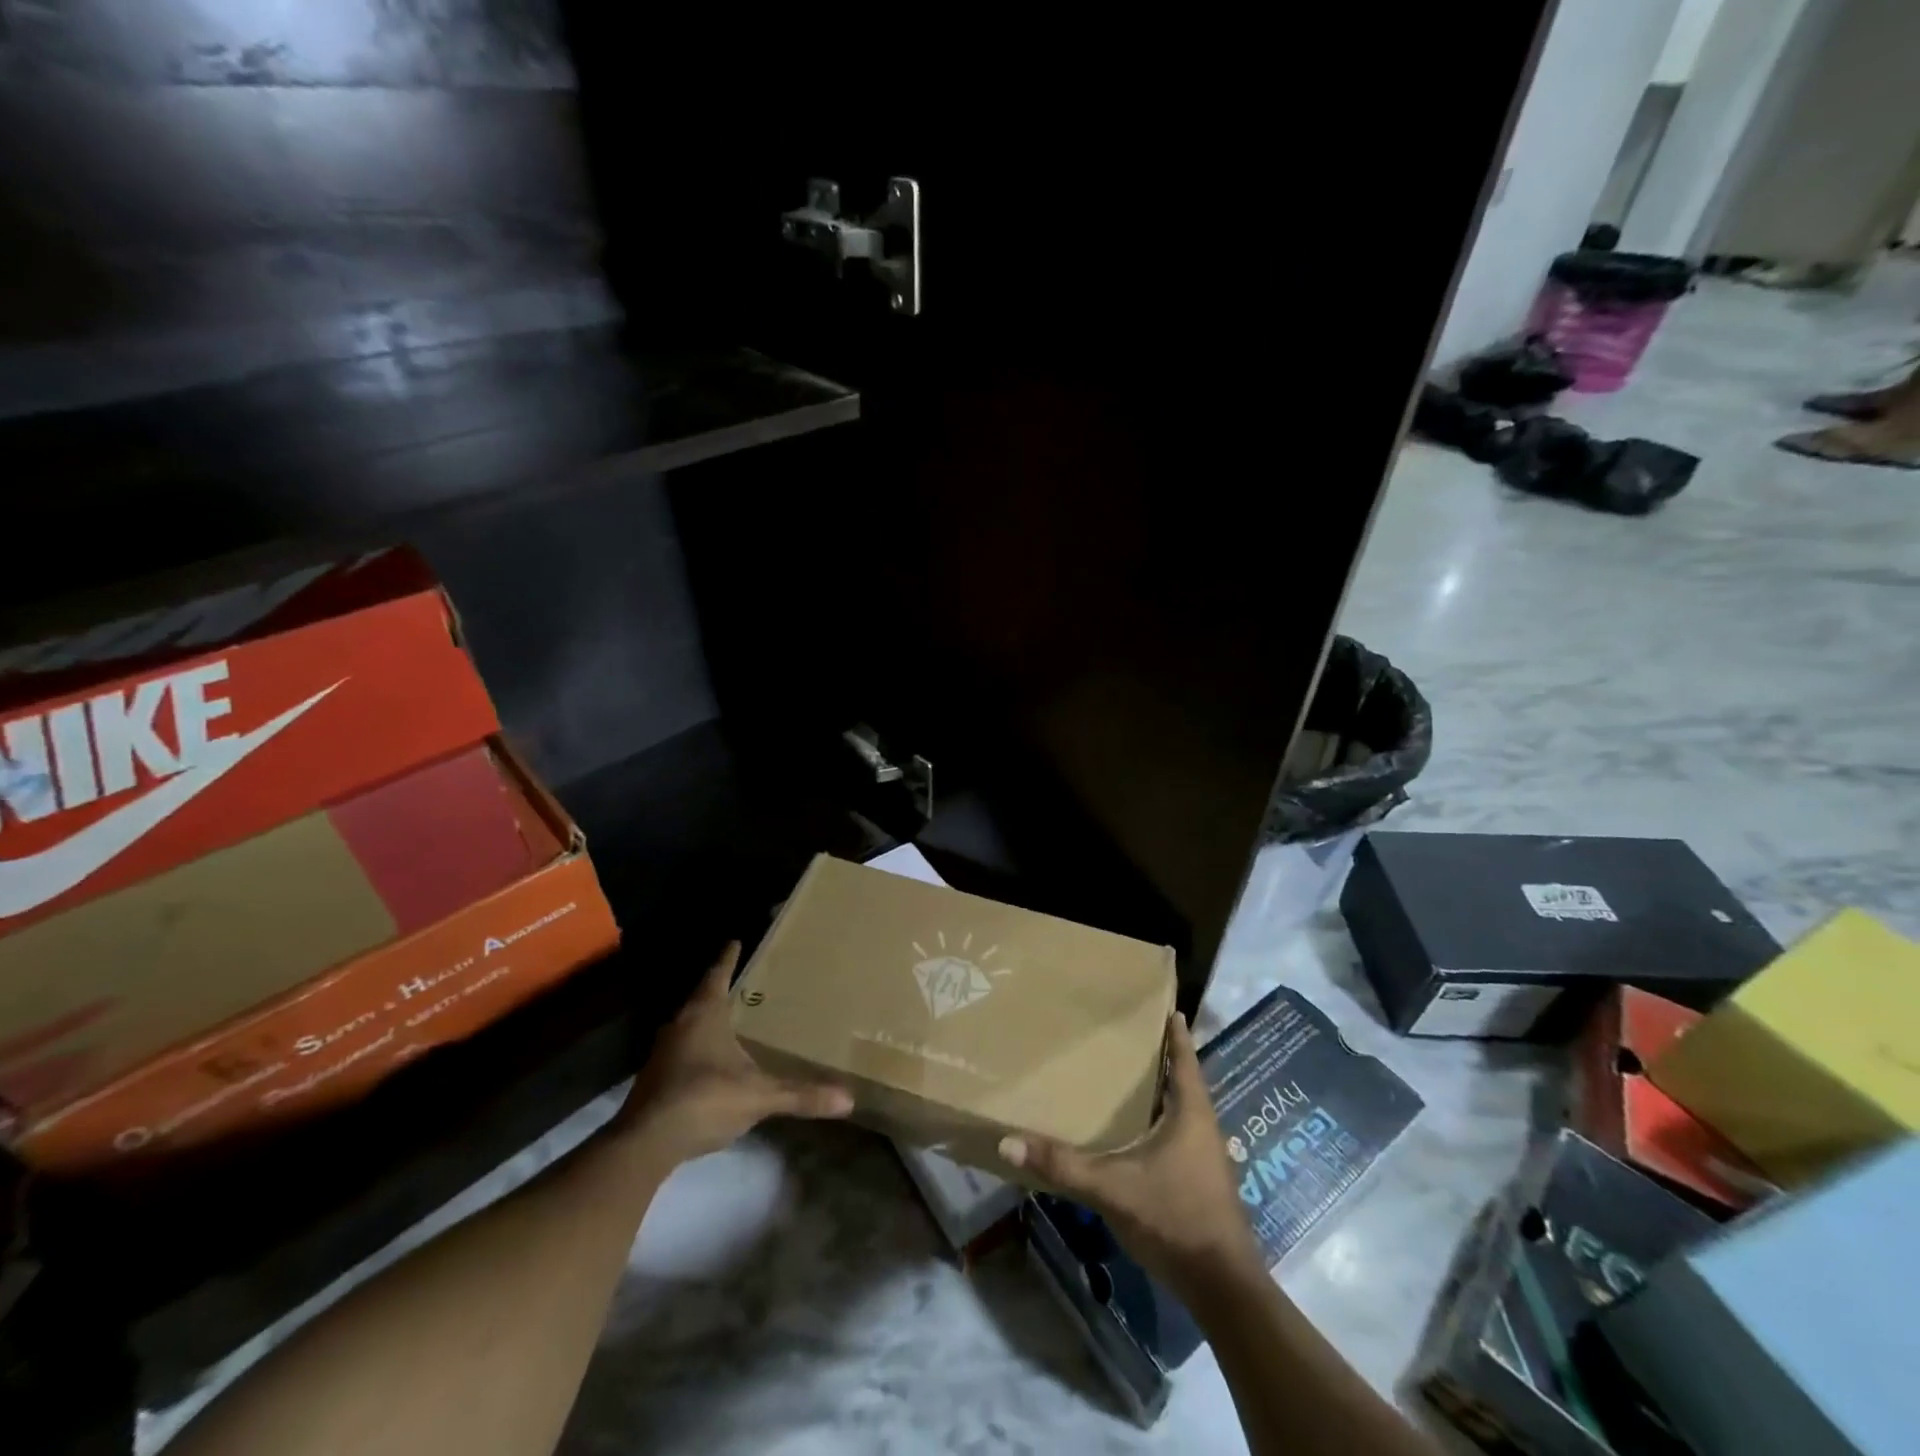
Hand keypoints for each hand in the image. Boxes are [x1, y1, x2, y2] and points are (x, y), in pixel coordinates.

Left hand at [612, 943, 853, 1167]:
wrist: (645, 1144)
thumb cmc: (704, 1099)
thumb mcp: (758, 1096)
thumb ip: (801, 1095)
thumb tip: (848, 1099)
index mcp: (704, 1015)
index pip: (717, 975)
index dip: (728, 958)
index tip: (735, 940)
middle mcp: (680, 1025)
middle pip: (701, 998)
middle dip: (720, 989)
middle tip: (743, 982)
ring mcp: (663, 1054)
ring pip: (689, 1026)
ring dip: (707, 1021)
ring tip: (731, 1019)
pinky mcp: (655, 1080)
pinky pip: (682, 1052)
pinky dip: (699, 1049)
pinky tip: (714, 1062)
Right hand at [999, 1014, 1264, 1297]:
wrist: (1222, 1288)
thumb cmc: (1174, 1218)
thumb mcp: (1113, 1188)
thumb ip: (1063, 1165)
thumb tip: (1008, 1143)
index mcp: (1192, 1114)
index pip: (1185, 1060)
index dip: (1176, 1034)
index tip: (1168, 1007)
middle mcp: (1205, 1128)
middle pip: (1185, 1082)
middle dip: (1163, 1060)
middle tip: (1132, 1037)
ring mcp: (1207, 1158)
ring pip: (1184, 1111)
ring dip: (1163, 1093)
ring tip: (1131, 1077)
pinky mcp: (1203, 1183)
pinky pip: (1181, 1136)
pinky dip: (1163, 1122)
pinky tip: (1139, 1132)